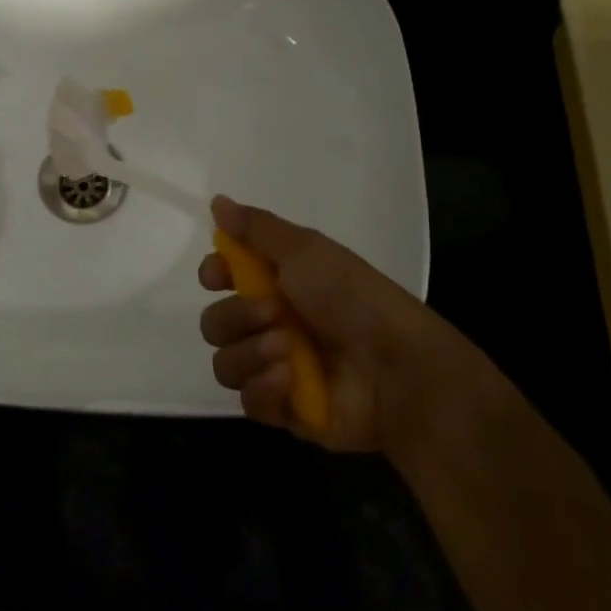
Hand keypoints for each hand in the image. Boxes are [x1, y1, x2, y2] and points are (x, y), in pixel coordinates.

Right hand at [198, 196, 466, 452]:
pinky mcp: (285, 410)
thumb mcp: (306, 249)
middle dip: (236, 316)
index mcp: (277, 283)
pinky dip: (263, 388)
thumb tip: (217, 200)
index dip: (213, 274)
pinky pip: (248, 401)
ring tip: (286, 352)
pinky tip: (289, 381)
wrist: (398, 367)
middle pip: (215, 322)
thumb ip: (255, 228)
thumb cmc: (353, 298)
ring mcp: (276, 369)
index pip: (222, 277)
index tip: (217, 275)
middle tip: (272, 314)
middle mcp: (271, 324)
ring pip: (225, 363)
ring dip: (248, 353)